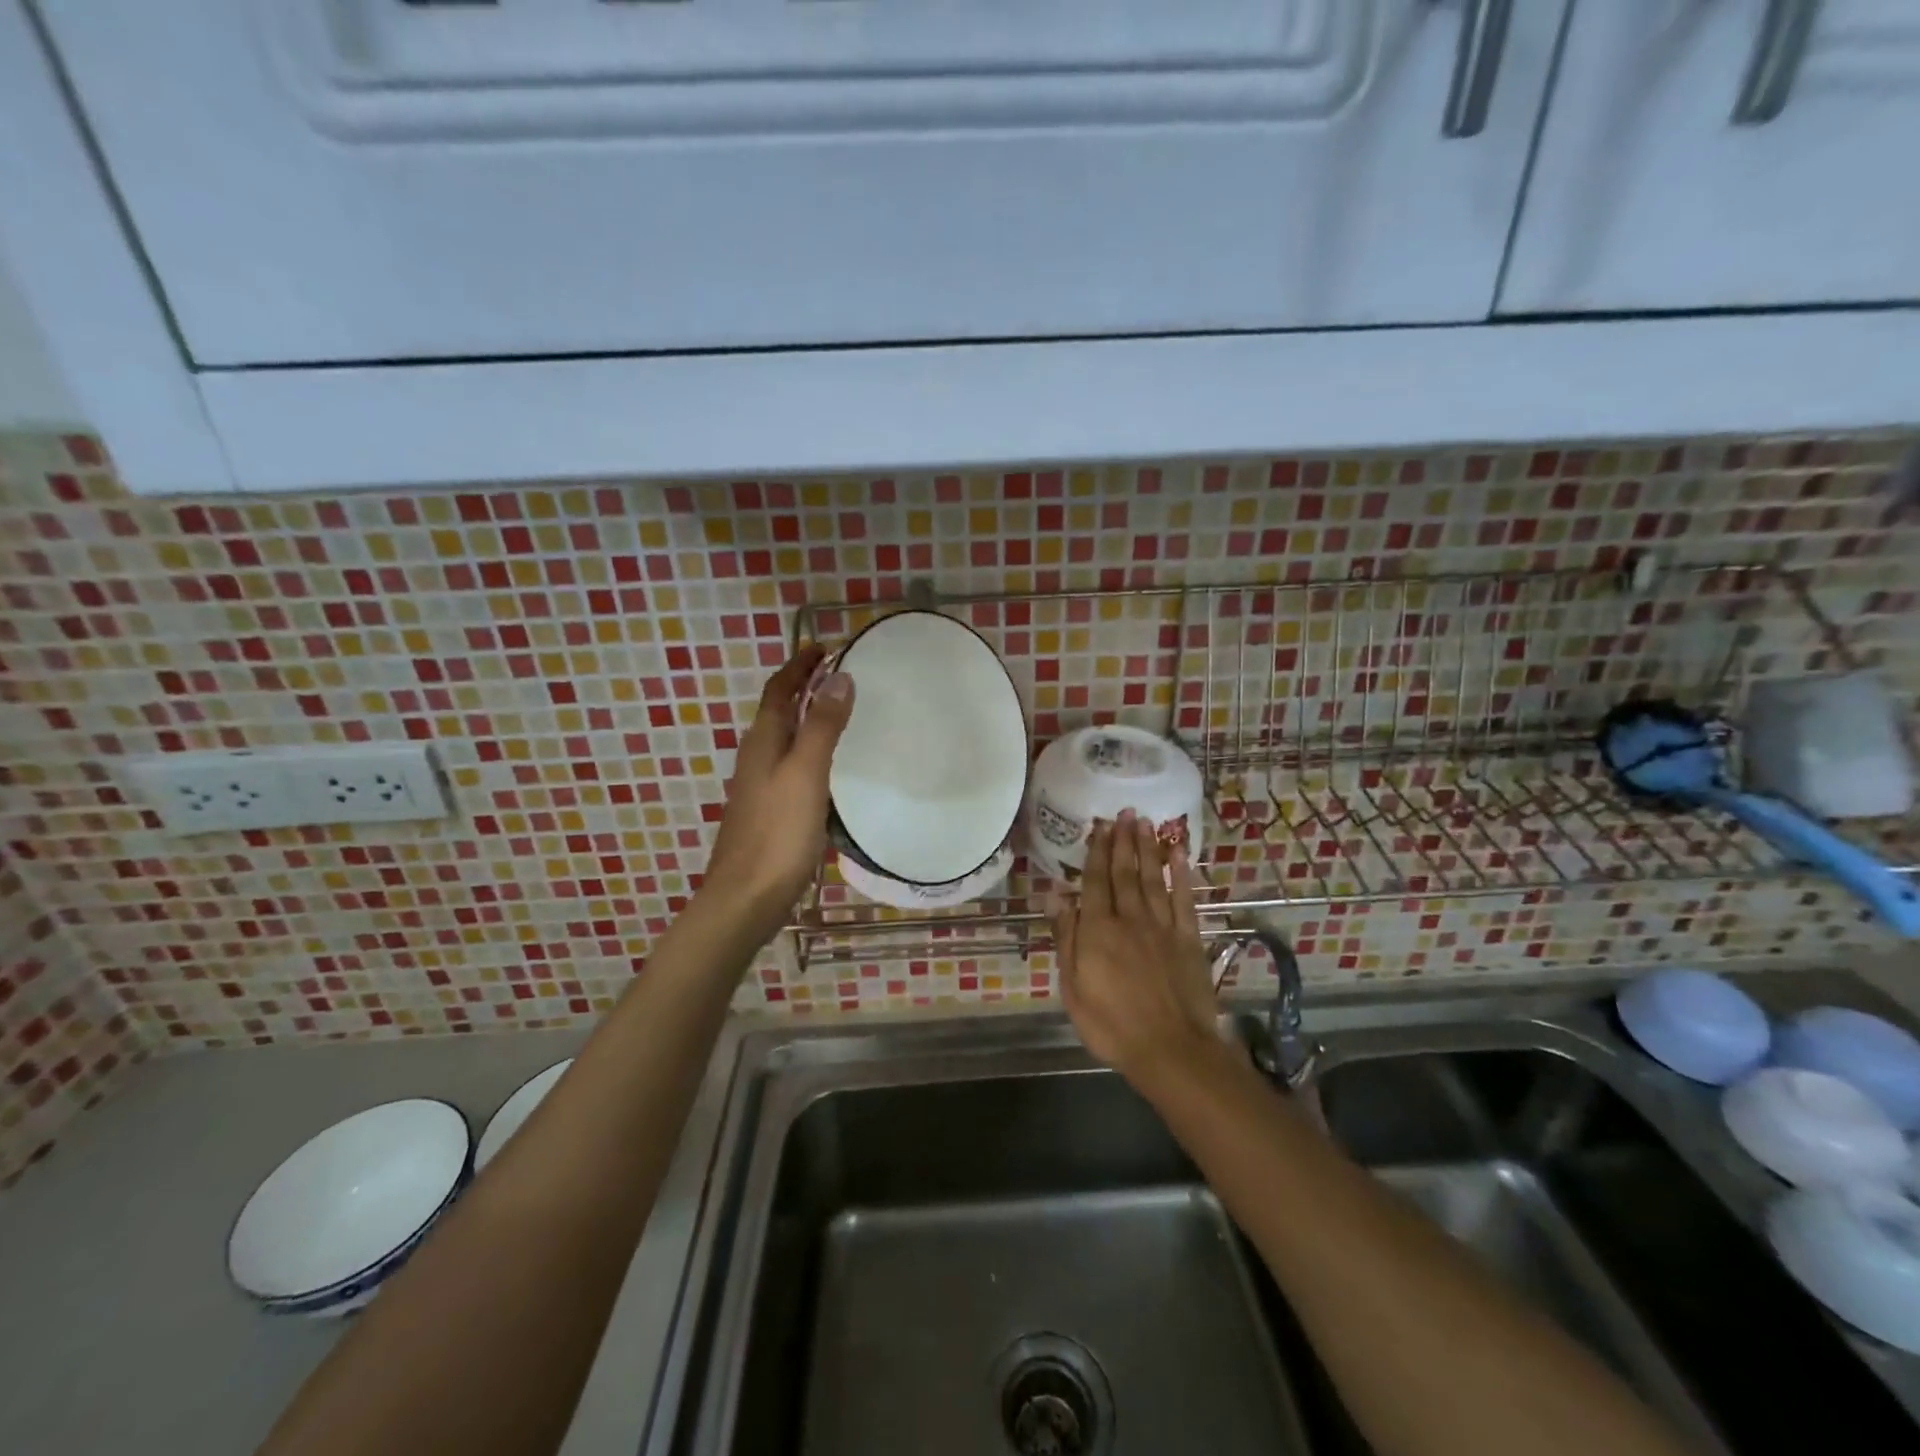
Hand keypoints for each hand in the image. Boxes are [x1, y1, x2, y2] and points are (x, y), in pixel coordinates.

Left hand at [702, 646, 854, 938]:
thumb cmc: (777, 833)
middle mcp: (756, 757)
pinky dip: (809, 748)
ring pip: (784, 737)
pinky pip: (790, 763)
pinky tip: (828, 766)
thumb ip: (822, 726)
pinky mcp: (768, 809)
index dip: (800, 665)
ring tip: (838, 710)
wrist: (746, 898)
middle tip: (838, 674)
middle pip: (779, 710)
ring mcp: (759, 785)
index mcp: (763, 742)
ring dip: (807, 717)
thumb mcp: (806, 773)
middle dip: (804, 686)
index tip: (825, 647)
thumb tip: (838, 677)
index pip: (780, 689)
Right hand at [1052, 810, 1223, 1087]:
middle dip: (1123, 840)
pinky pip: (1183, 898)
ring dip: (1148, 848)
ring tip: (1146, 822)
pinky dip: (1181, 874)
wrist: (1171, 1049)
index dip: (1096, 851)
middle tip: (1124, 812)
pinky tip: (1179, 854)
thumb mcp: (1073, 987)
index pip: (1095, 881)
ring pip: (1153, 878)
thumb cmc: (1112, 1024)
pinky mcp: (1188, 938)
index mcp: (1098, 930)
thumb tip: (1054, 895)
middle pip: (1125, 872)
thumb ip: (1066, 938)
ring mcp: (1162, 926)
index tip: (1099, 826)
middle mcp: (1130, 918)